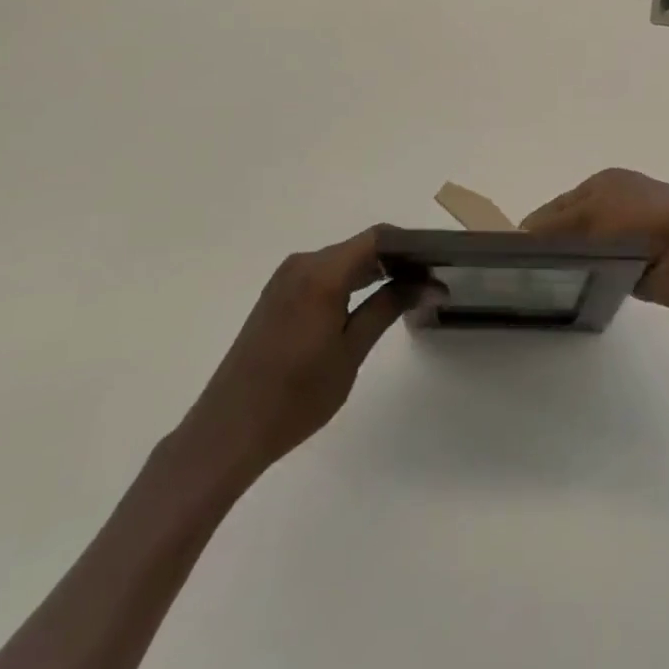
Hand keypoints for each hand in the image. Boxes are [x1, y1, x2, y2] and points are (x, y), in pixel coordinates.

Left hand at [170, 229, 423, 494]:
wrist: (229, 430)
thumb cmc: (296, 395)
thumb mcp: (350, 351)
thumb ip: (388, 307)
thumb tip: (429, 284)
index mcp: (321, 272)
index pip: (378, 238)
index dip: (411, 244)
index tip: (440, 262)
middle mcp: (302, 264)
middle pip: (360, 247)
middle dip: (397, 260)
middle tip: (431, 282)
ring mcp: (286, 279)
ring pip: (342, 261)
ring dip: (375, 271)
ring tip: (409, 293)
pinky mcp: (278, 296)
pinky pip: (324, 275)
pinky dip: (351, 282)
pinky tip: (370, 302)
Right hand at [521, 168, 668, 310]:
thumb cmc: (639, 221)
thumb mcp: (590, 214)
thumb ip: (554, 225)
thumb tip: (521, 233)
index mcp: (605, 182)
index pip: (559, 204)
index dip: (538, 225)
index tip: (515, 252)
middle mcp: (616, 203)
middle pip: (572, 225)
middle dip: (554, 244)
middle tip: (529, 272)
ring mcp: (629, 233)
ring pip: (587, 248)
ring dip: (575, 261)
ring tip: (550, 284)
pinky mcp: (639, 262)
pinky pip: (605, 269)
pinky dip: (594, 276)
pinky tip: (579, 289)